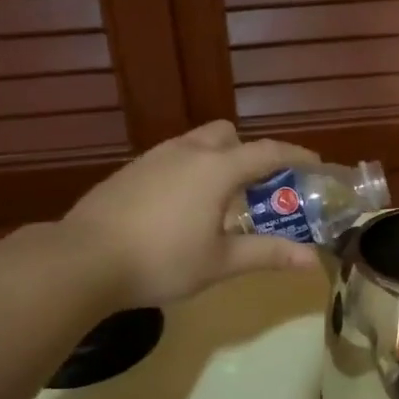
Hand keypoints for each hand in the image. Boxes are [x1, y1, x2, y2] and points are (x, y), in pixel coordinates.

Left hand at [59, 121, 323, 308]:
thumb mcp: (220, 262)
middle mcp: (186, 152)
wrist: (83, 259)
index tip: (314, 164)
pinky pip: (169, 160)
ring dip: (215, 162)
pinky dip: (187, 173)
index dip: (295, 155)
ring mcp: (152, 158)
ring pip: (195, 145)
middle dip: (247, 153)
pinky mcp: (128, 172)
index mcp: (216, 168)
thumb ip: (267, 254)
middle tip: (256, 189)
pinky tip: (177, 210)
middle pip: (227, 135)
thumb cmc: (162, 260)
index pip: (267, 151)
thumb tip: (311, 259)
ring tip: (218, 203)